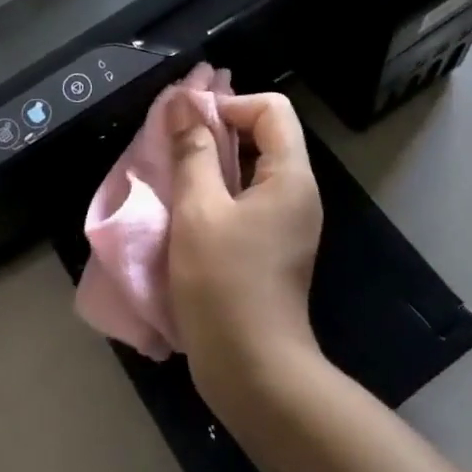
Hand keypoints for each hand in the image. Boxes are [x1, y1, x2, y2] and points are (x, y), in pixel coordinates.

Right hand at [167, 91, 324, 403]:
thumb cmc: (224, 285)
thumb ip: (191, 151)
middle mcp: (297, 193)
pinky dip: (218, 190)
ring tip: (174, 172)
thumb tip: (183, 101)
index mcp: (290, 177)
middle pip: (265, 135)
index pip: (271, 109)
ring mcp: (287, 221)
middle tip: (174, 143)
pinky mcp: (272, 245)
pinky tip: (187, 207)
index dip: (229, 104)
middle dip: (218, 129)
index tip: (189, 125)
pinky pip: (248, 198)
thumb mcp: (199, 211)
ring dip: (213, 161)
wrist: (253, 370)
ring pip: (252, 168)